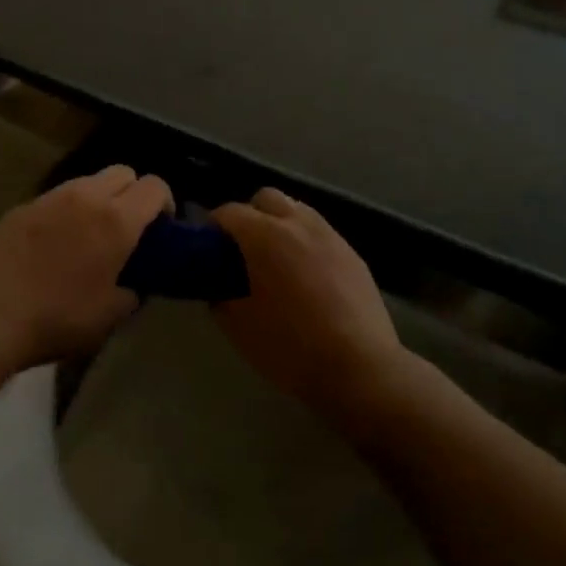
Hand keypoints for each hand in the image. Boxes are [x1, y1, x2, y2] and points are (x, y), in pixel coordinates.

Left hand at [0, 166, 173, 367]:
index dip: (165, 203)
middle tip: (128, 229)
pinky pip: (56, 198)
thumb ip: (133, 291)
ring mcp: (49, 198)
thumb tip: (134, 282)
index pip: (154, 186)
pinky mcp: (21, 207)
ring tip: (90, 235)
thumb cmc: (57, 319)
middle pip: (123, 172)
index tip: (161, 228)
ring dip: (99, 199)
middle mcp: (85, 197)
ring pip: (87, 181)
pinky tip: (54, 244)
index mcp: (116, 220)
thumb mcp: (110, 317)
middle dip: (133, 194)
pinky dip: (67, 211)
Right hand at [212, 189, 406, 422]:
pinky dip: (305, 243)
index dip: (212, 228)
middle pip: (266, 198)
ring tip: (275, 261)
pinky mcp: (353, 254)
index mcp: (264, 236)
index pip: (228, 212)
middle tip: (242, 251)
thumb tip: (218, 285)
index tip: (207, 250)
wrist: (359, 367)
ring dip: (280, 225)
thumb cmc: (289, 346)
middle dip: (249, 215)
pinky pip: (320, 233)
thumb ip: (219, 295)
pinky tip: (305, 277)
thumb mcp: (237, 326)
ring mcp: (330, 236)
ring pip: (297, 210)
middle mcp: (298, 224)